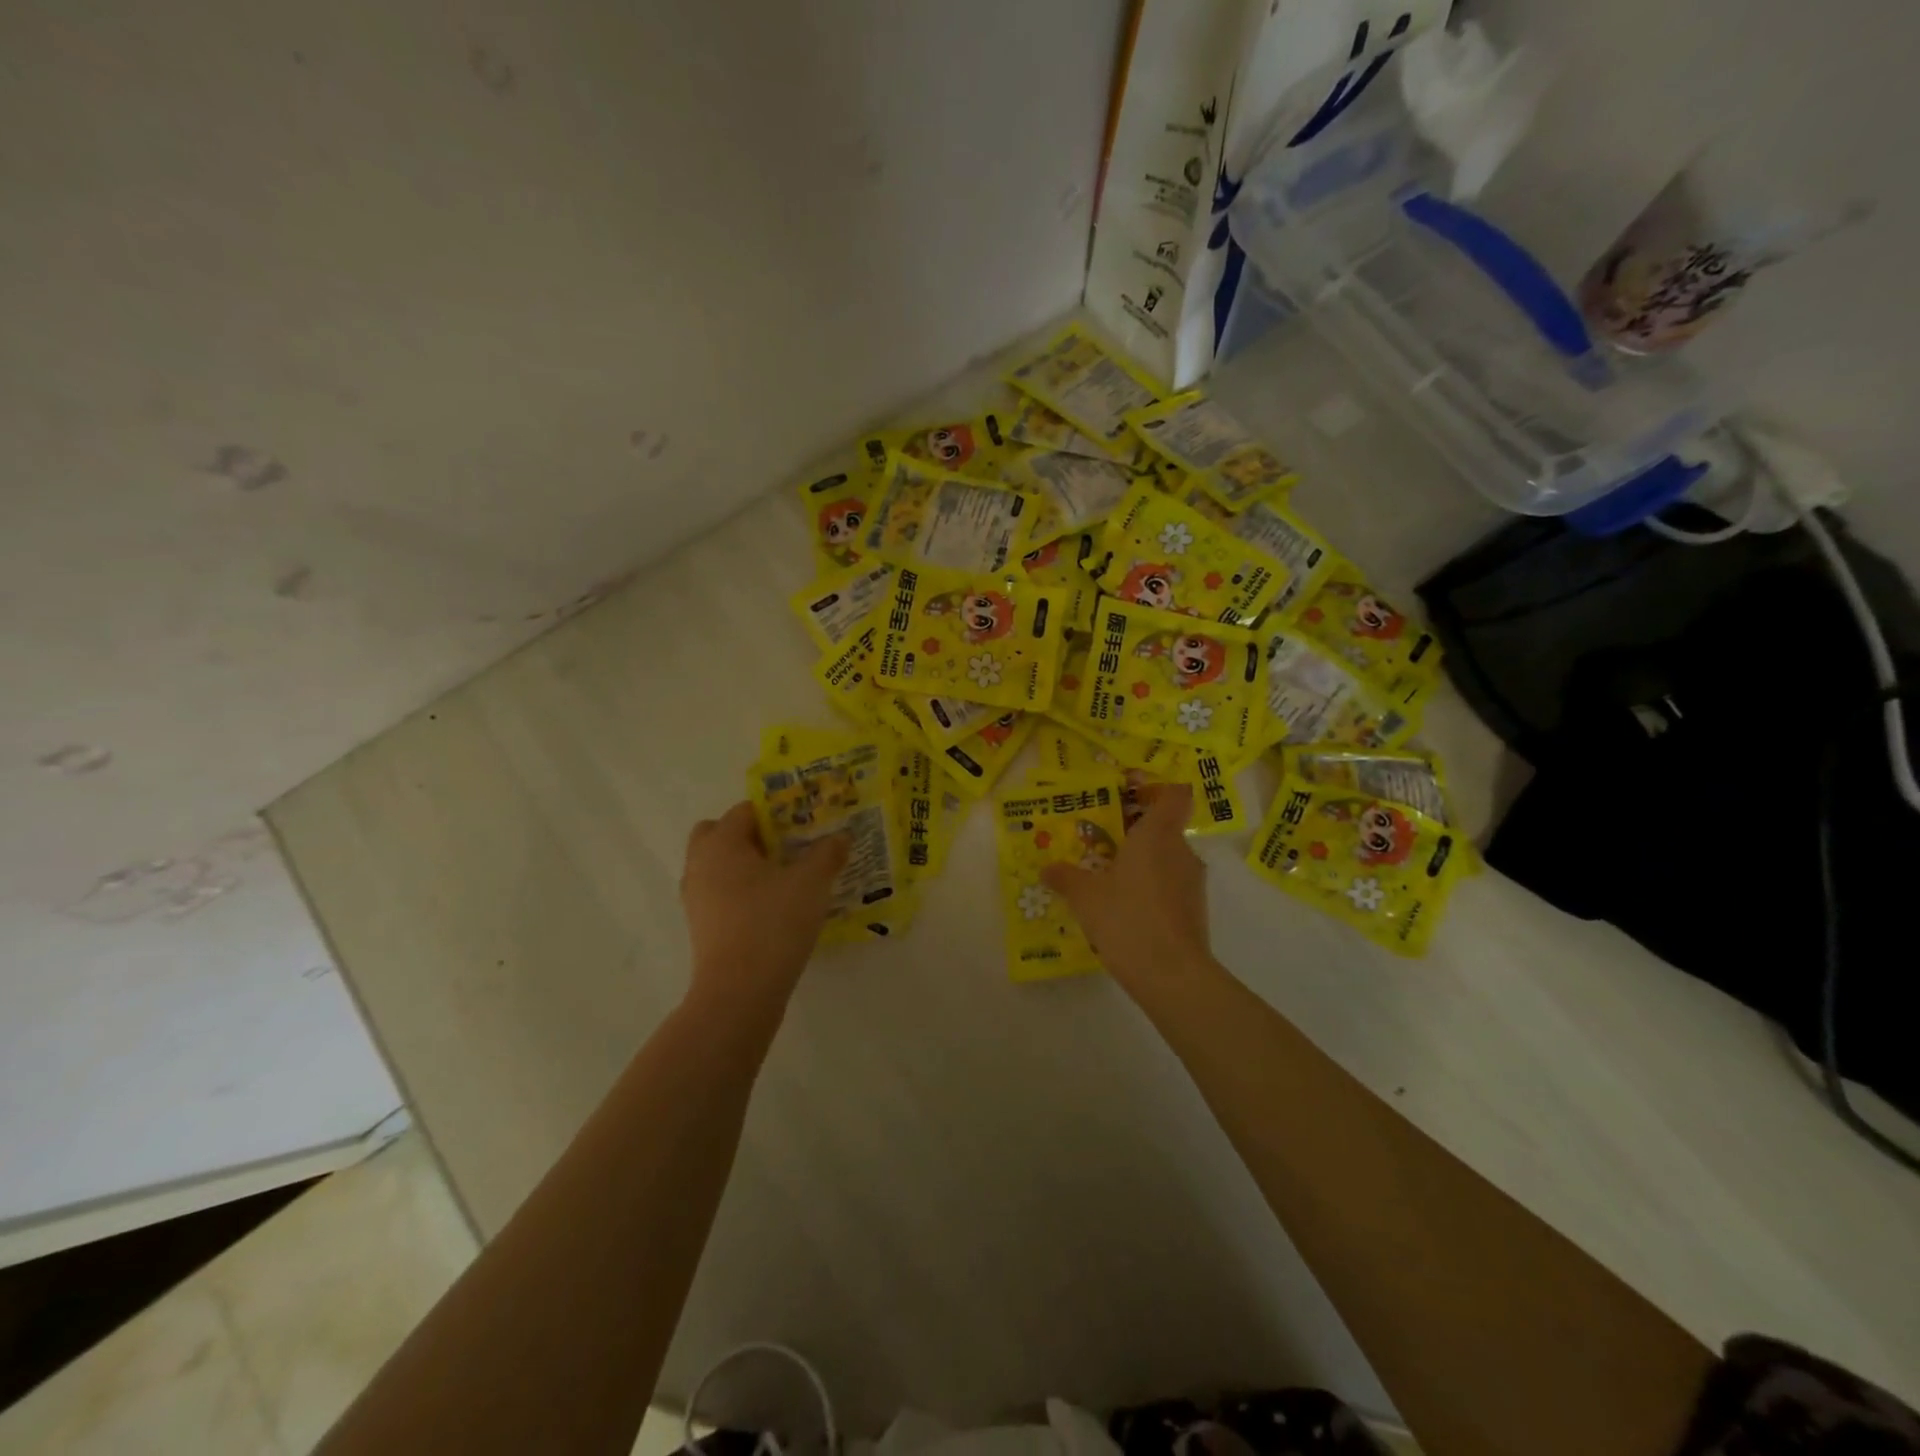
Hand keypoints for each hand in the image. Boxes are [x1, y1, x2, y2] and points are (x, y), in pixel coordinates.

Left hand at [680, 803, 847, 1007]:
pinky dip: (742, 892)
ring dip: (746, 865)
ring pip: (719, 866)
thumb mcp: (811, 883)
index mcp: (722, 843)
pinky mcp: (702, 927)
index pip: (745, 810)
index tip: (806, 822)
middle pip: (720, 834)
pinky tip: (775, 907)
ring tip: (786, 877)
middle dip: (751, 835)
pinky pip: (721, 894)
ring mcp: (696, 898)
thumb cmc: (773, 923)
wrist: (739, 993)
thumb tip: (840, 836)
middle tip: (787, 847)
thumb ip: (827, 853)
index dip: (777, 811)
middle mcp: (700, 864)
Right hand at [1042, 784, 1215, 993]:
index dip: (1157, 790)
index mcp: (1157, 834)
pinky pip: (1170, 886)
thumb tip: (1047, 868)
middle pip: (1164, 827)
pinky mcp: (1194, 910)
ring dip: (1142, 863)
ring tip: (1108, 880)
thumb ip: (1065, 877)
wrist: (1171, 975)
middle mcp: (1180, 850)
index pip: (1174, 794)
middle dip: (1135, 832)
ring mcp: (1192, 882)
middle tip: (1101, 842)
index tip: (1130, 798)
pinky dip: (1150, 890)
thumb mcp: (1085, 896)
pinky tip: (1125, 910)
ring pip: (1166, 858)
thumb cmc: (1127, 918)